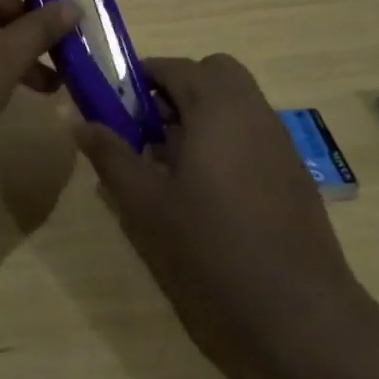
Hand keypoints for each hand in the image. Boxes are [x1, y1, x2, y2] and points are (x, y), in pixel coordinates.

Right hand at [74, 55, 361, 378]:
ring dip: (202, 113)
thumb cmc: (213, 247)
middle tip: (150, 128)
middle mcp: (251, 109)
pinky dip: (226, 138)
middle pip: (211, 73)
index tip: (117, 105)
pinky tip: (209, 190)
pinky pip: (252, 130)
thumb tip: (78, 120)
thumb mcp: (147, 202)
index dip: (140, 78)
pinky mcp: (293, 170)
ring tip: (173, 164)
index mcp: (215, 105)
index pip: (172, 66)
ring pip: (235, 101)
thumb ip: (111, 155)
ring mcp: (278, 138)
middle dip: (178, 88)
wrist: (300, 312)